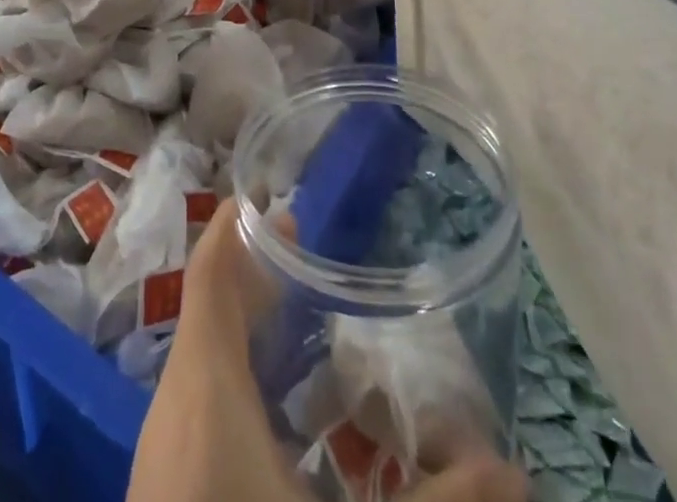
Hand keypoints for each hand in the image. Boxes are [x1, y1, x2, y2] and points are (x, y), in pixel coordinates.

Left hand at [128, 205, 525, 501]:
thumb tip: (515, 474)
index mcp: (205, 391)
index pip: (208, 278)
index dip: (236, 231)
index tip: (273, 203)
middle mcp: (173, 406)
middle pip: (208, 311)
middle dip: (255, 278)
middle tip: (308, 260)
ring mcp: (162, 451)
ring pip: (202, 358)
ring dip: (246, 331)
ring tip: (299, 325)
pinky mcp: (166, 485)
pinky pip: (197, 402)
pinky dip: (236, 381)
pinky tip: (281, 417)